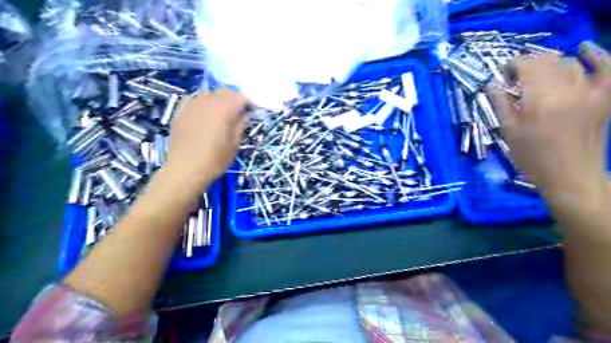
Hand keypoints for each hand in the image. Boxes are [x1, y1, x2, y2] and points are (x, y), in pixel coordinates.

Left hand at [163, 89, 248, 187]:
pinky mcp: (180, 112)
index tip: (251, 111)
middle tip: (238, 111)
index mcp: (224, 110)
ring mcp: (192, 105)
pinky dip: (201, 102)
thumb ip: (241, 125)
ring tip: (220, 112)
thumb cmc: (215, 159)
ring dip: (217, 99)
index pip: (240, 97)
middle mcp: (208, 102)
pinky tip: (202, 112)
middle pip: (224, 91)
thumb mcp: (235, 144)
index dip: (248, 103)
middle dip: (234, 98)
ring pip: (208, 93)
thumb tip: (246, 114)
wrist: (186, 170)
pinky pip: (192, 99)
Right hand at [490, 42, 609, 207]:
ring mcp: (591, 91)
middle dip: (528, 65)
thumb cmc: (532, 156)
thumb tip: (492, 84)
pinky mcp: (604, 97)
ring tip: (537, 75)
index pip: (527, 66)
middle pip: (547, 62)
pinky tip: (584, 49)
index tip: (502, 74)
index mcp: (540, 99)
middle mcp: (567, 89)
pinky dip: (596, 55)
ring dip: (549, 64)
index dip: (513, 65)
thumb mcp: (509, 131)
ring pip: (569, 64)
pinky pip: (607, 68)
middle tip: (515, 78)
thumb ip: (500, 104)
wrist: (570, 175)